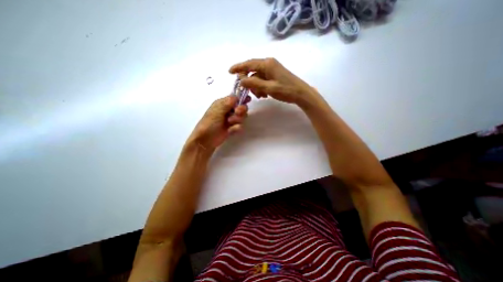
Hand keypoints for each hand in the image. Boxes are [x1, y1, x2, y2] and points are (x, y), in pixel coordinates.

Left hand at [188, 95, 249, 151]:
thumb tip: (236, 96)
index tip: (248, 99)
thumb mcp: (217, 110)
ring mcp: (231, 120)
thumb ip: (228, 103)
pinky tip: (230, 130)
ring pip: (242, 117)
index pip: (235, 98)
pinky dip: (236, 128)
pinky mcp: (233, 128)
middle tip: (237, 113)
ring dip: (238, 119)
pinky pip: (240, 126)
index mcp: (223, 104)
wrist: (206, 139)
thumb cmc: (210, 123)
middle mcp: (228, 111)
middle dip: (241, 110)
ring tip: (230, 123)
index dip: (242, 98)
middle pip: (242, 107)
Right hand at [230, 57, 315, 106]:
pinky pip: (263, 80)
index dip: (238, 67)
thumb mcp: (269, 88)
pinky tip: (265, 95)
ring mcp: (272, 69)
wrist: (301, 93)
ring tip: (261, 96)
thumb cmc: (286, 90)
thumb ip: (254, 83)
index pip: (249, 64)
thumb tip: (241, 80)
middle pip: (253, 71)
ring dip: (256, 87)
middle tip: (249, 92)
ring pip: (258, 77)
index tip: (229, 72)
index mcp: (267, 64)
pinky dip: (261, 87)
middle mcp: (269, 64)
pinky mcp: (275, 75)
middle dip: (249, 82)